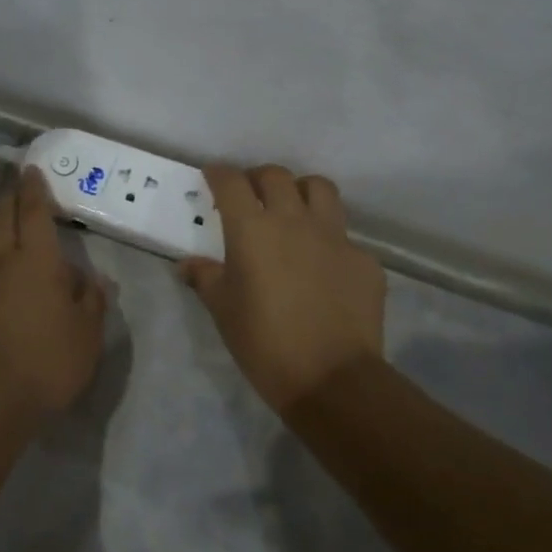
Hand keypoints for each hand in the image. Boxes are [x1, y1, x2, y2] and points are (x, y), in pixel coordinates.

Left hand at [0, 166, 106, 413]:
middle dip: (9, 197)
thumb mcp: (88, 333)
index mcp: (37, 261)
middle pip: (1, 217)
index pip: (34, 212)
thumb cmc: (49, 363)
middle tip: (15, 187)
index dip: (33, 188)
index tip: (31, 171)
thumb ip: (91, 299)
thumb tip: (91, 276)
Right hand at [179, 164, 384, 412]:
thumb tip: (187, 264)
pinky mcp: (364, 259)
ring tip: (293, 210)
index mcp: (253, 229)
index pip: (232, 182)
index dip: (219, 174)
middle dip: (258, 178)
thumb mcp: (223, 311)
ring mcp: (335, 236)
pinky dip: (329, 240)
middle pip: (276, 176)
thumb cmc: (264, 342)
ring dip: (301, 191)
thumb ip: (205, 278)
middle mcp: (294, 220)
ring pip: (320, 189)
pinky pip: (345, 236)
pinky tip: (324, 266)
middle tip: (250, 196)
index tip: (212, 177)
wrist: (331, 378)